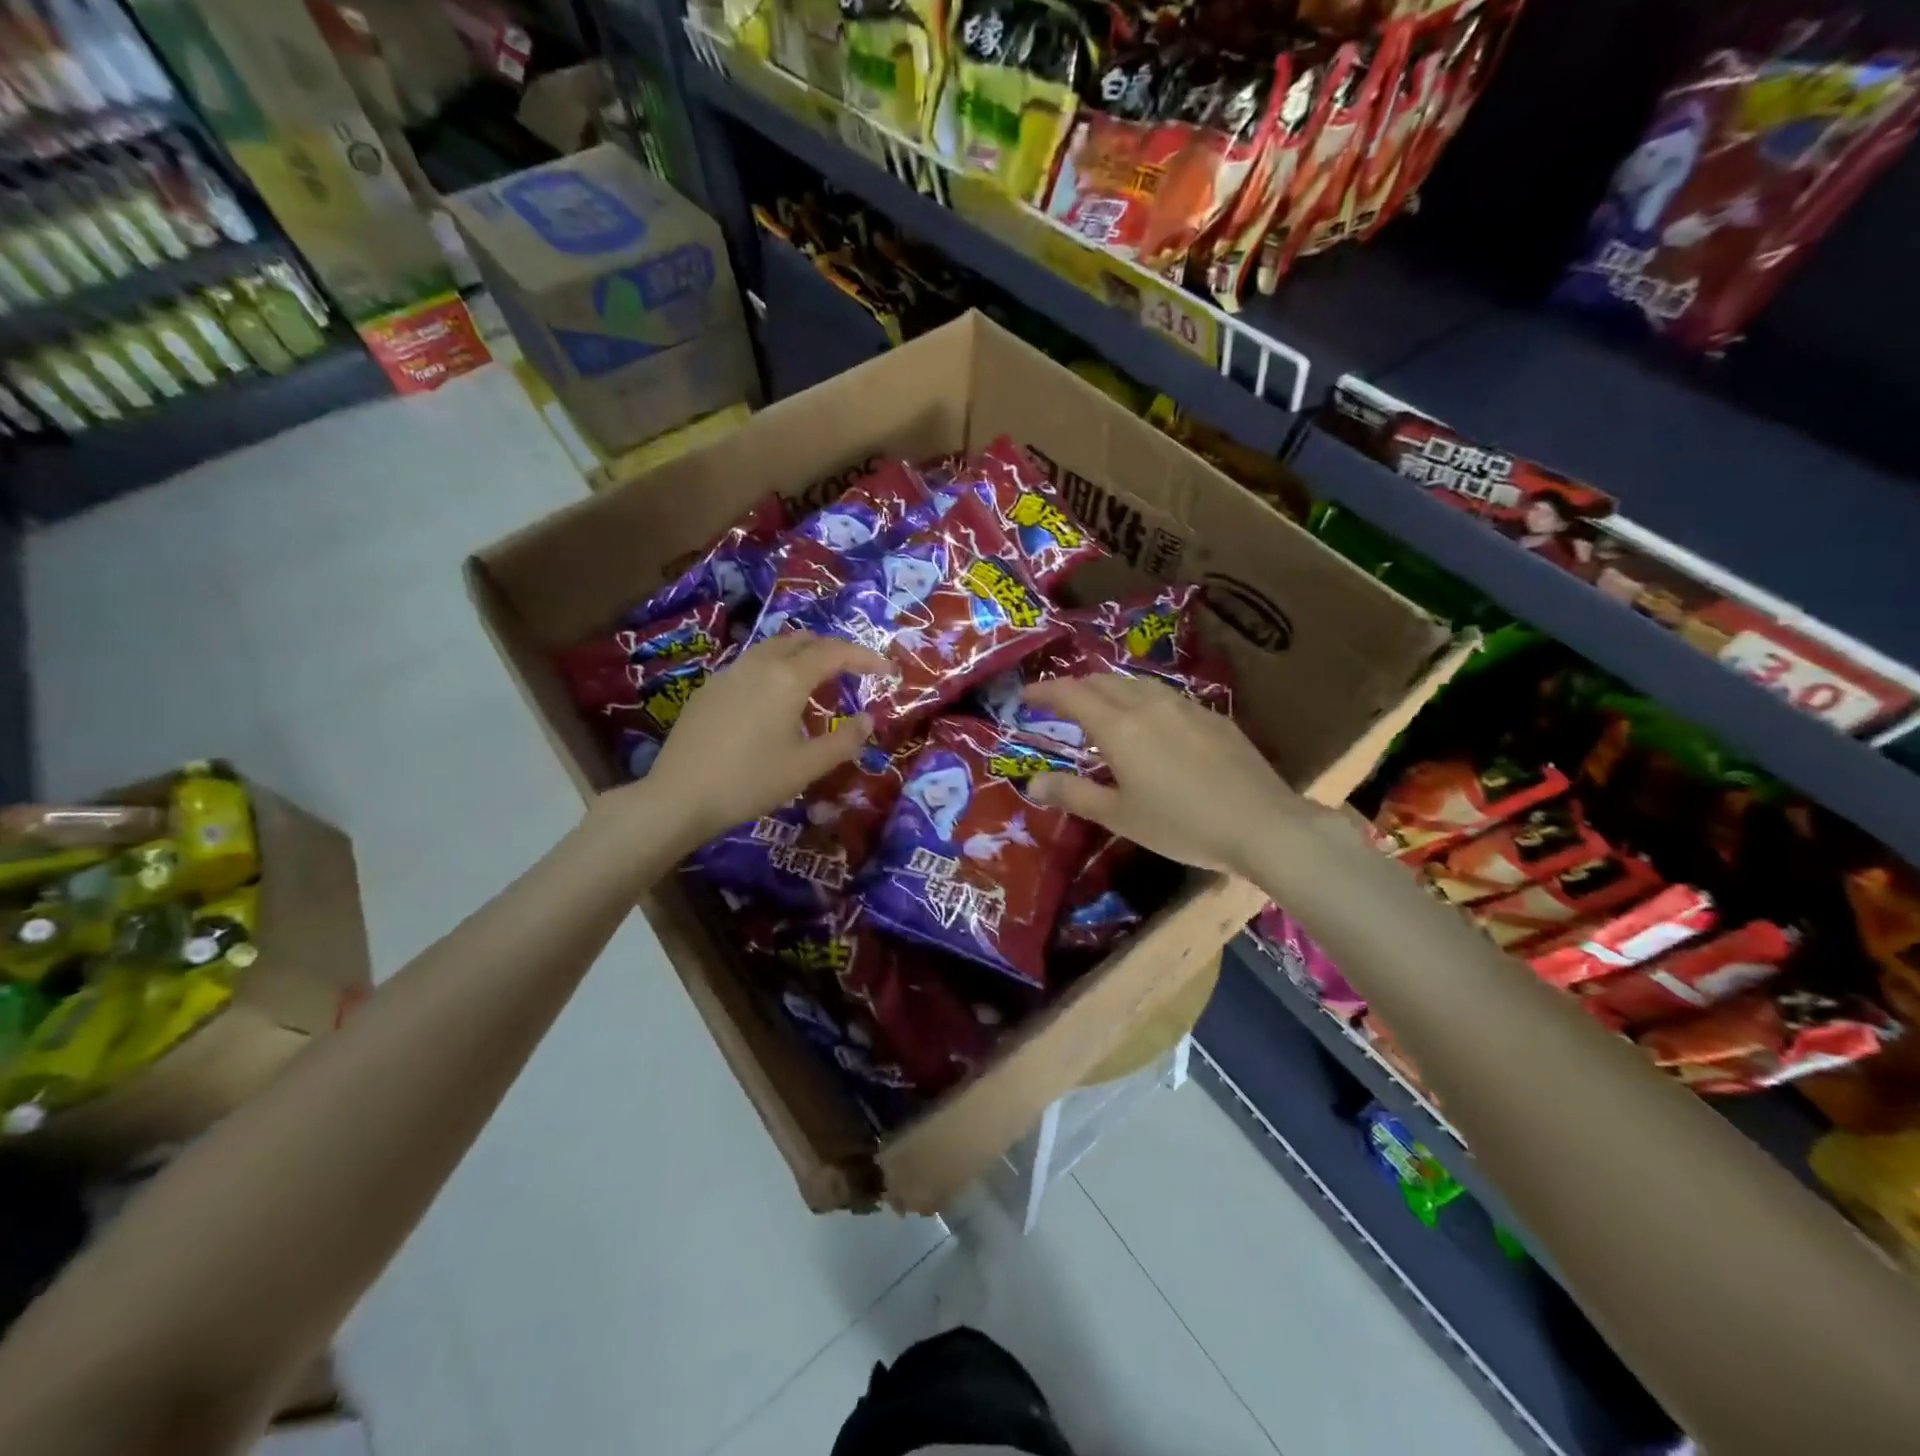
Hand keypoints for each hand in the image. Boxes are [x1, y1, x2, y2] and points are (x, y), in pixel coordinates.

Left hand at [605, 633, 891, 849]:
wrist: (678, 797)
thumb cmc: (750, 781)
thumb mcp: (806, 767)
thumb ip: (844, 741)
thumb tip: (868, 720)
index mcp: (787, 678)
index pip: (835, 652)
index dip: (865, 657)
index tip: (886, 670)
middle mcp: (758, 664)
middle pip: (802, 640)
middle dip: (832, 650)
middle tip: (852, 673)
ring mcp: (728, 673)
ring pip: (773, 649)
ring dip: (801, 657)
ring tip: (815, 685)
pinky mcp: (708, 690)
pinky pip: (751, 666)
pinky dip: (775, 670)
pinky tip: (773, 703)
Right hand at [1021, 674, 1311, 876]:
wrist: (1261, 823)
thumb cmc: (1181, 824)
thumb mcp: (1119, 816)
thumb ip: (1074, 794)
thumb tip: (1032, 782)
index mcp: (1119, 726)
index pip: (1072, 694)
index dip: (1045, 691)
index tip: (1025, 696)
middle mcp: (1148, 704)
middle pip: (1103, 681)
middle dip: (1075, 687)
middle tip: (1059, 703)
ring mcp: (1185, 706)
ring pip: (1136, 683)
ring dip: (1109, 688)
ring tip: (1101, 707)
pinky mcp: (1212, 716)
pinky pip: (1164, 695)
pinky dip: (1141, 699)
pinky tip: (1150, 721)